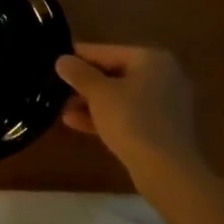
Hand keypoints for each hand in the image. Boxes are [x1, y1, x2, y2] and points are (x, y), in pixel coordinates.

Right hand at [56, 44, 208, 182]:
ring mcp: (166, 104)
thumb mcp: (99, 93)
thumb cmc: (132, 120)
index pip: (107, 51)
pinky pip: (129, 115)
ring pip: (121, 97)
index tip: (56, 61)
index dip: (79, 56)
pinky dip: (106, 117)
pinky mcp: (163, 129)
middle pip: (115, 74)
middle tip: (58, 87)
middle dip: (85, 84)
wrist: (167, 171)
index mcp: (151, 59)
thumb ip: (79, 73)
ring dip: (92, 102)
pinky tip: (76, 123)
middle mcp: (163, 76)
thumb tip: (62, 60)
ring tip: (62, 108)